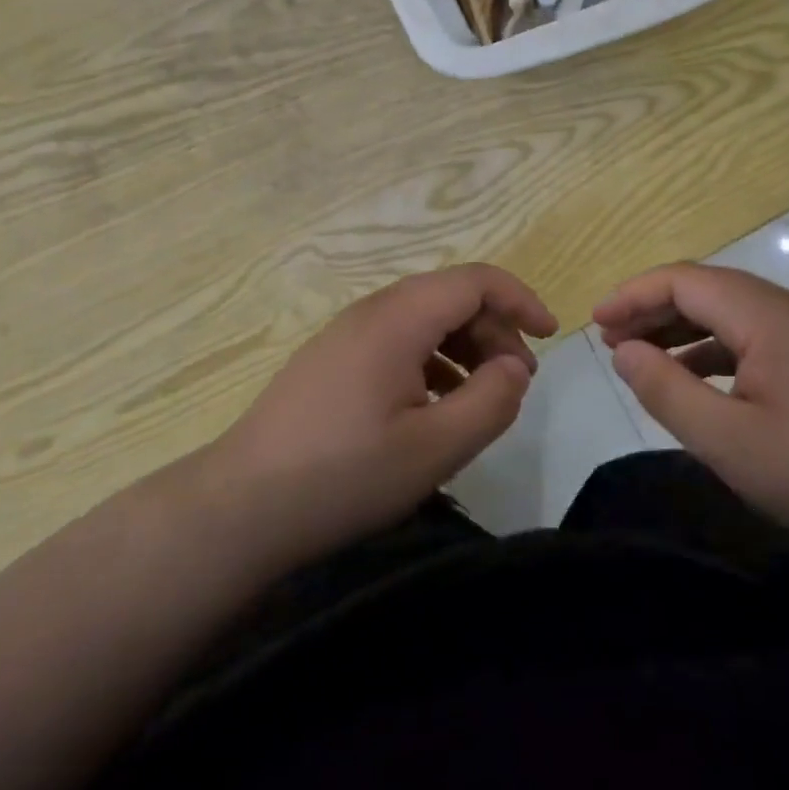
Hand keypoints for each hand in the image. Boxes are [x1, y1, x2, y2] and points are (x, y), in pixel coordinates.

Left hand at [202, 264, 556, 571]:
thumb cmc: (343, 476)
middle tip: (516, 381)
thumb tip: (514, 367)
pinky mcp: (330, 361)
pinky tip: (434, 407)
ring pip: (423, 319)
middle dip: (494, 329)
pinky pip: (396, 342)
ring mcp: (345, 335)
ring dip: (464, 346)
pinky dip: (431, 361)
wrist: (238, 509)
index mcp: (398, 319)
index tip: (550, 336)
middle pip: (450, 296)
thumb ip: (491, 401)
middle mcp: (371, 312)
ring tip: (481, 396)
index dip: (520, 299)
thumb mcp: (435, 448)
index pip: (475, 280)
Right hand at [594, 263, 788, 572]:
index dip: (633, 294)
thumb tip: (622, 350)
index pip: (685, 280)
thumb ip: (665, 389)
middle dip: (653, 308)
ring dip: (682, 329)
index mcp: (766, 315)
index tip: (594, 322)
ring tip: (642, 357)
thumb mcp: (725, 440)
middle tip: (610, 340)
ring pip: (730, 313)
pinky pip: (754, 338)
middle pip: (707, 289)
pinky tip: (695, 381)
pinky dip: (713, 350)